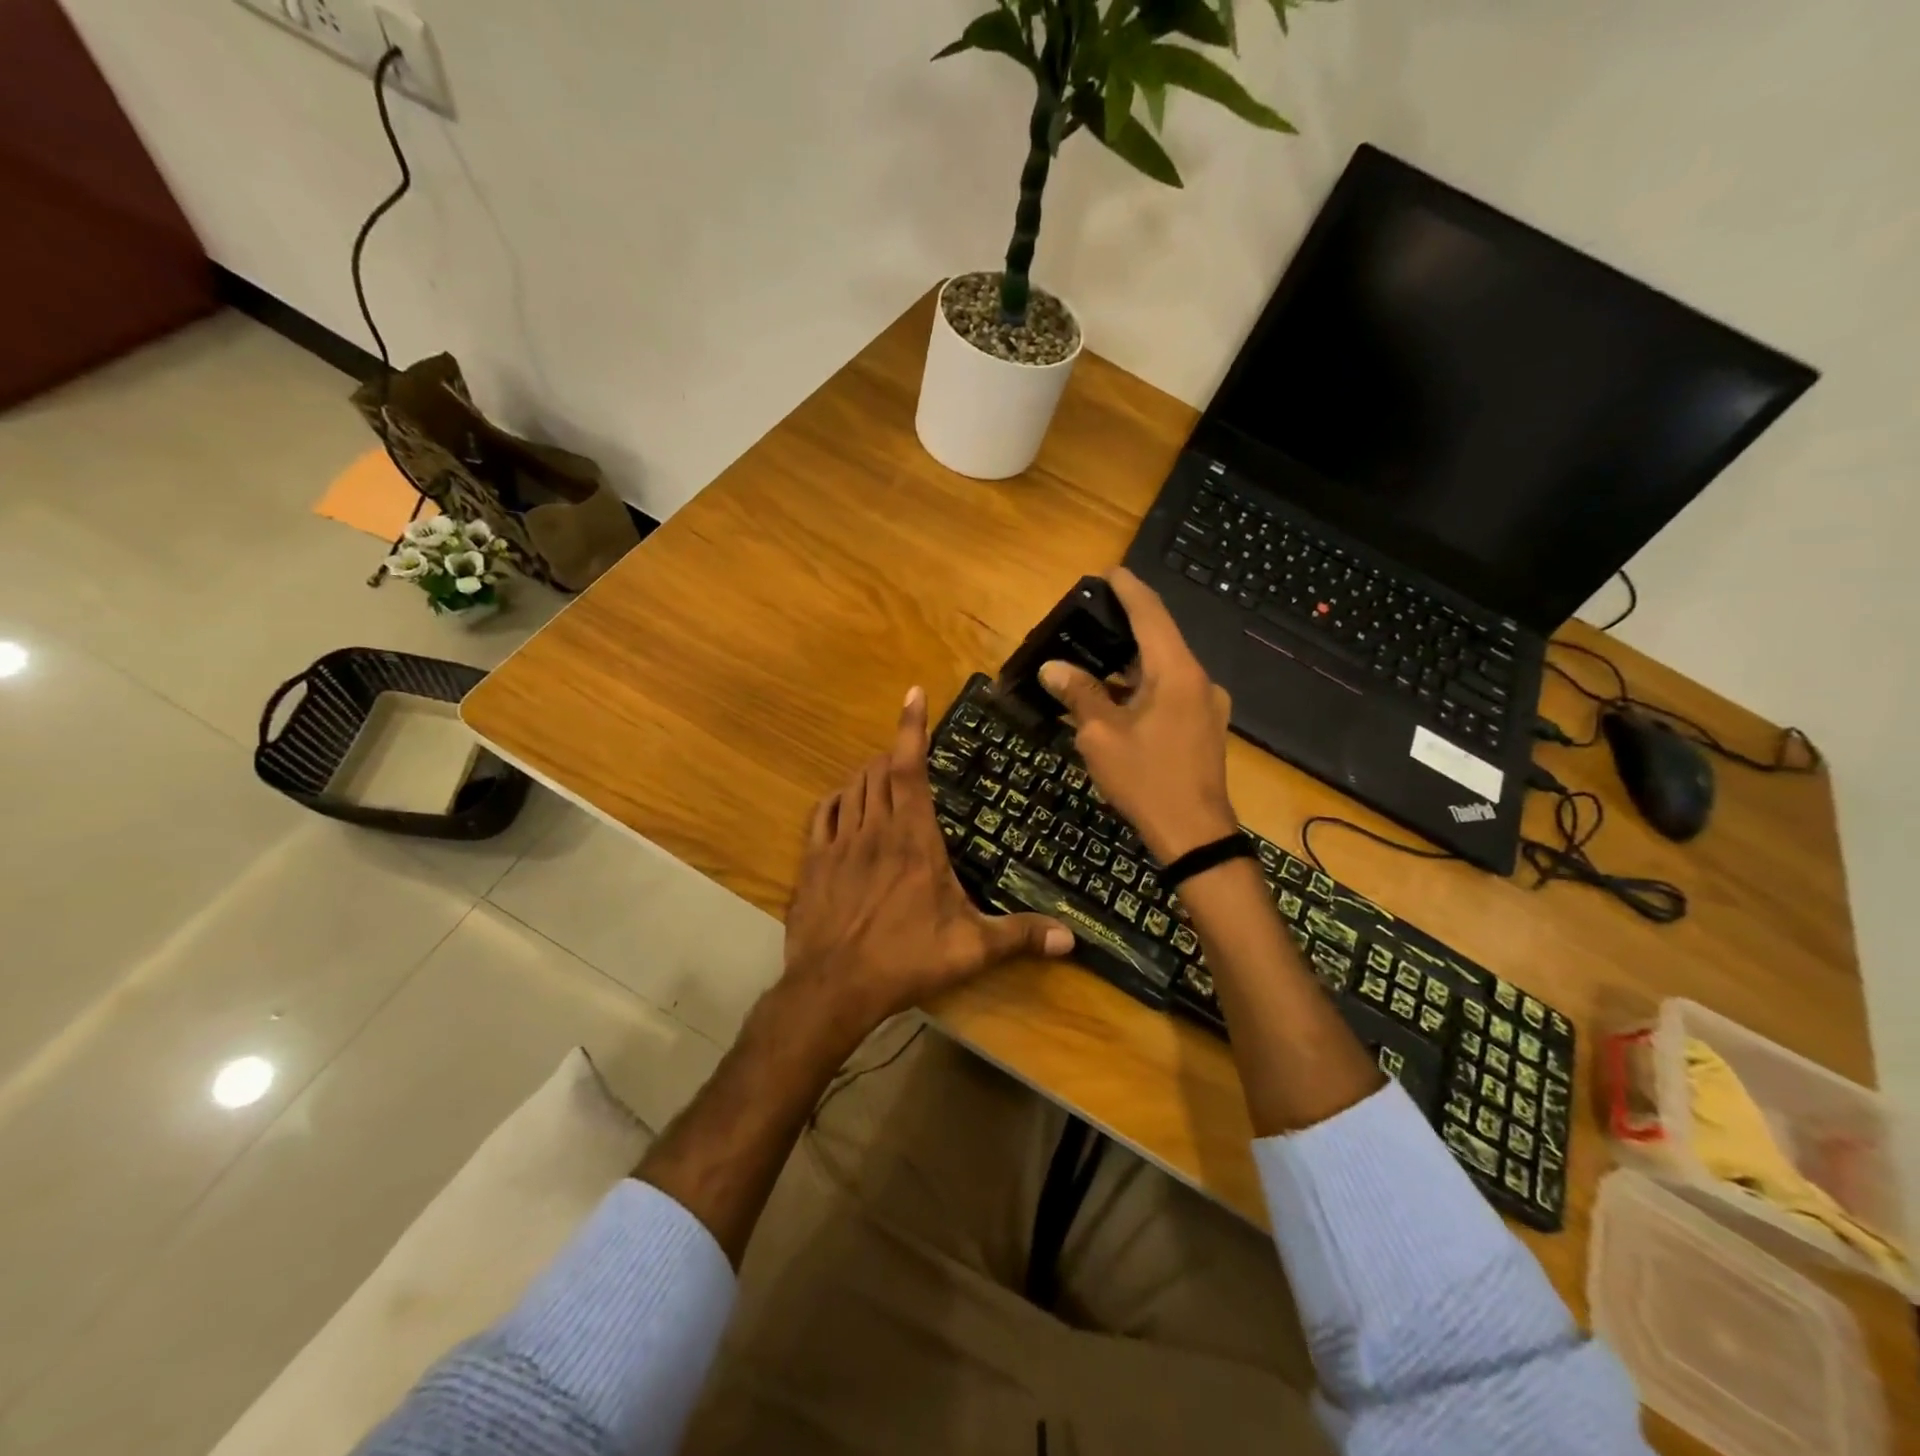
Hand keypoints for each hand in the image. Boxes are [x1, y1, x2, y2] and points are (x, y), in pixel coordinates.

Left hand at [781, 687, 1073, 1039]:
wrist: (833, 988)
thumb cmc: (906, 960)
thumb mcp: (970, 949)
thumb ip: (1020, 936)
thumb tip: (1072, 939)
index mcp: (913, 838)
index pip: (910, 767)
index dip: (911, 727)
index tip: (914, 694)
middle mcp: (874, 829)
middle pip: (879, 770)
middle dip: (894, 753)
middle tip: (911, 755)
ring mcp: (838, 843)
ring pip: (852, 787)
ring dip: (869, 774)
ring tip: (884, 776)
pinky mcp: (812, 861)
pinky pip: (823, 813)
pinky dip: (837, 799)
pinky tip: (844, 803)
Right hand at [1039, 567, 1237, 864]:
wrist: (1196, 835)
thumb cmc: (1146, 780)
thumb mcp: (1102, 736)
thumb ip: (1079, 694)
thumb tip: (1053, 668)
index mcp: (1177, 673)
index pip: (1152, 615)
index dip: (1129, 590)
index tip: (1110, 572)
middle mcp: (1199, 680)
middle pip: (1160, 640)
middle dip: (1125, 628)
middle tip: (1090, 620)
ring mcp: (1207, 706)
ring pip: (1165, 670)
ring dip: (1131, 664)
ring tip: (1095, 661)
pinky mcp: (1205, 728)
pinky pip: (1171, 694)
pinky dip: (1143, 689)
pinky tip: (1116, 700)